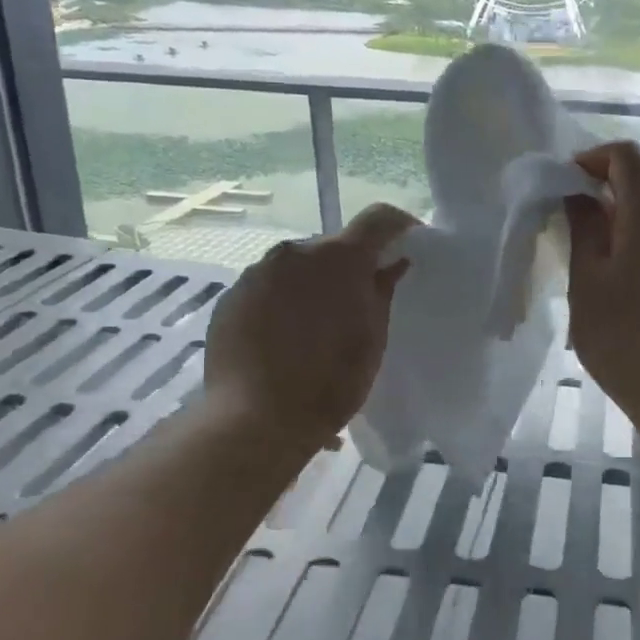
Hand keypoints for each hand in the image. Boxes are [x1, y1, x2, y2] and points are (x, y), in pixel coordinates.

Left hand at [203, 205, 415, 449]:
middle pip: (333, 246)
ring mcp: (257, 272)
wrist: (255, 420)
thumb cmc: (330, 382)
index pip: (378, 219)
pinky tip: (284, 339)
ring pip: (298, 267)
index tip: (408, 244)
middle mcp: (295, 252)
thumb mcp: (372, 339)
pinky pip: (268, 287)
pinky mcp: (231, 296)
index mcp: (339, 257)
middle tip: (358, 302)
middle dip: (350, 267)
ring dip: (313, 284)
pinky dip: (283, 301)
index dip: (398, 226)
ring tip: (316, 328)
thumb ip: (382, 292)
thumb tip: (392, 264)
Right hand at [564, 142, 639, 439]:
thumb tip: (580, 197)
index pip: (626, 155)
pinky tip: (629, 296)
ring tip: (596, 273)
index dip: (590, 160)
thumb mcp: (588, 285)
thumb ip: (582, 230)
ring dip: (623, 229)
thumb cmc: (630, 342)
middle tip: (570, 237)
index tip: (563, 191)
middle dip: (602, 198)